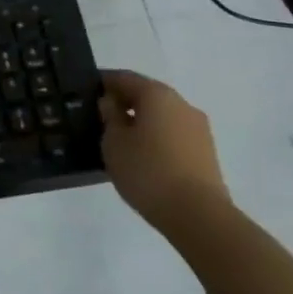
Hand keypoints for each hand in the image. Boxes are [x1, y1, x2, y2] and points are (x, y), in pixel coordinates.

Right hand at [99, 71, 230, 235]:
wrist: (199, 216)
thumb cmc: (148, 171)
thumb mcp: (113, 143)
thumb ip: (109, 117)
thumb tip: (111, 103)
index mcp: (157, 94)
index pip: (124, 77)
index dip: (103, 82)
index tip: (86, 93)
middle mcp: (182, 104)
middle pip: (146, 95)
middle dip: (123, 103)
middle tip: (100, 119)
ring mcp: (198, 129)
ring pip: (162, 116)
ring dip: (141, 123)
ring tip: (120, 143)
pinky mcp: (206, 153)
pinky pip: (174, 136)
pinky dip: (156, 139)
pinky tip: (143, 159)